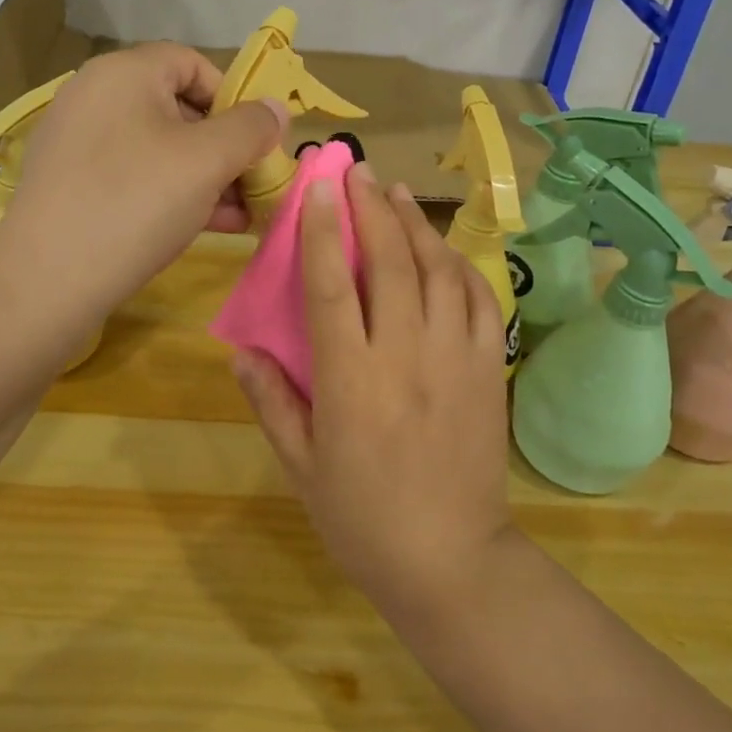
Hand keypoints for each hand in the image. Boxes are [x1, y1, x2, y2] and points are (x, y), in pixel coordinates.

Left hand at [0, 43, 286, 324]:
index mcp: (123, 73)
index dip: (233, 97)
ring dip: (207, 176)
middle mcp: (96, 97)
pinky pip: (136, 176)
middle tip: (255, 184)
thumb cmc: (135, 203)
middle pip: (179, 108)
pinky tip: (209, 225)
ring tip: (242, 214)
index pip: (193, 63)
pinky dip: (174, 193)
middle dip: (226, 146)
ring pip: (161, 148)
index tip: (258, 141)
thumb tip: (276, 108)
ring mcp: (80, 144)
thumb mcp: (208, 161)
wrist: (45, 283)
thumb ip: (251, 128)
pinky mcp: (73, 185)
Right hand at [234, 163, 516, 619]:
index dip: (320, 231)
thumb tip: (242, 350)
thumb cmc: (363, 518)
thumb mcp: (301, 467)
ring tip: (396, 194)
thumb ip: (272, 401)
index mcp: (351, 380)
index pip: (331, 286)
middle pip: (389, 262)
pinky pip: (479, 301)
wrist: (452, 560)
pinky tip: (443, 251)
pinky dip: (460, 267)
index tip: (317, 188)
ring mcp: (455, 358)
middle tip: (358, 172)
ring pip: (438, 271)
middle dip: (371, 209)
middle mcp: (405, 355)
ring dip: (415, 226)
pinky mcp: (489, 369)